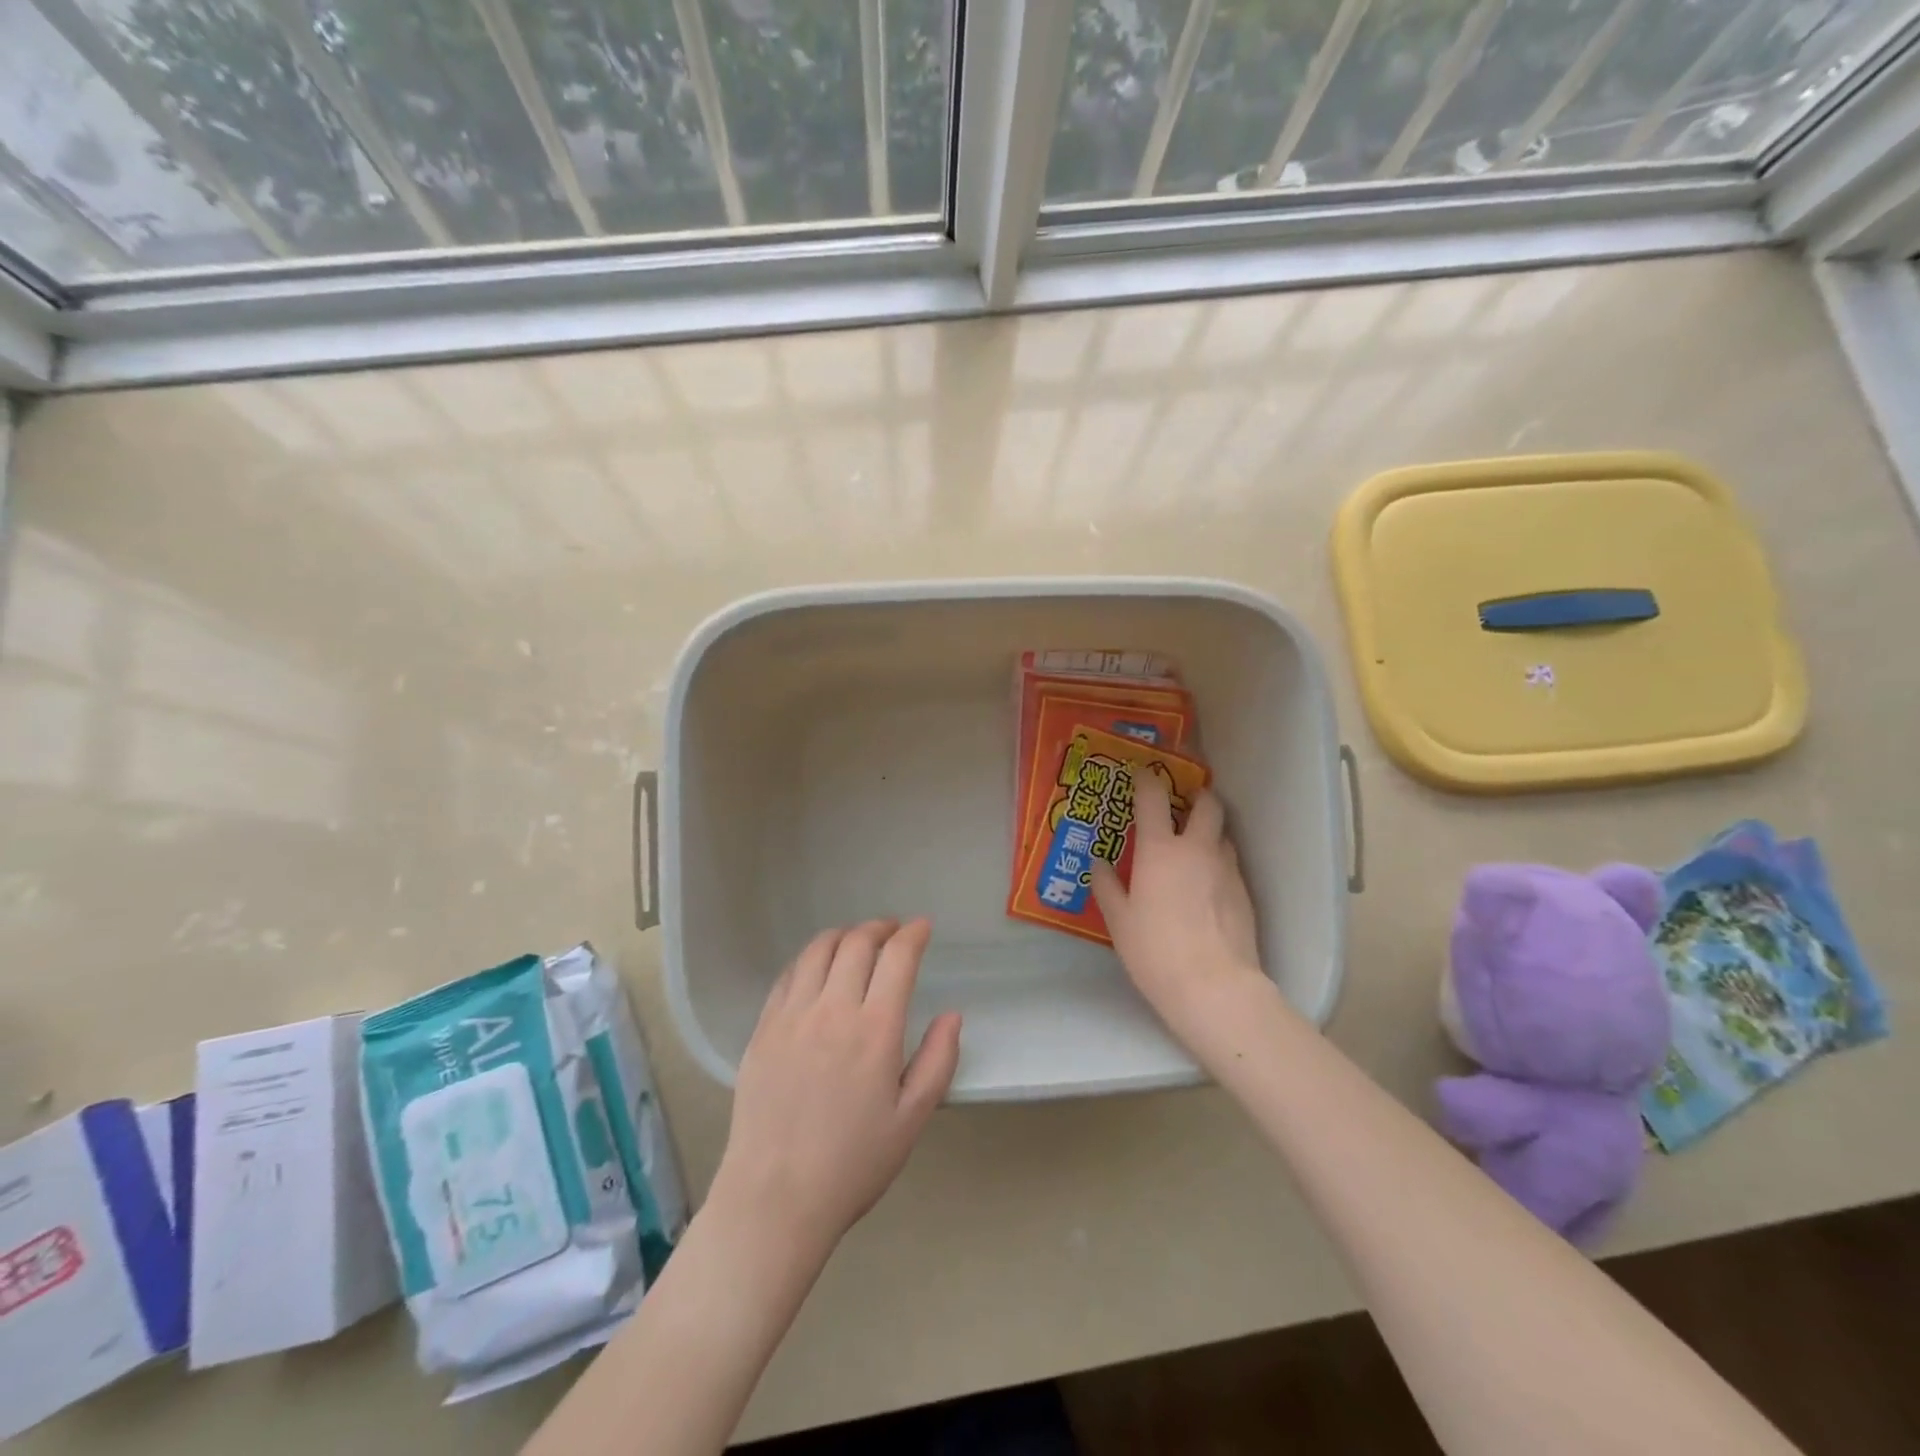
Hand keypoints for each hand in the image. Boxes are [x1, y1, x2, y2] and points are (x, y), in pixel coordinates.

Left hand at [711, 919, 961, 1260]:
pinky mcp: (763, 1028)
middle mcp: (832, 1010)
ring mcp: (792, 1016)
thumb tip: (952, 1015)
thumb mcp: (911, 1119)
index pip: (897, 958)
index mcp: (875, 1029)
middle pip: (857, 943)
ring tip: (857, 941)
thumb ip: (938, 1061)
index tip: (922, 927)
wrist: (775, 1197)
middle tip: (893, 931)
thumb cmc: (852, 1163)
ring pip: (818, 950)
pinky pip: (788, 975)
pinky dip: (809, 959)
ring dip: (843, 935)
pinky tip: (817, 969)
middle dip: (880, 927)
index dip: (913, 934)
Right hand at [1092, 773, 1264, 1037]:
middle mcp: (1197, 849)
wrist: (1214, 986)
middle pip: (1207, 803)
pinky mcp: (1245, 891)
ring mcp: (1226, 868)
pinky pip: (1229, 863)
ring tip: (1192, 847)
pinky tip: (1205, 885)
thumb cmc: (1155, 950)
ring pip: (1222, 833)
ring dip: (1208, 830)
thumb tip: (1098, 862)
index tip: (1142, 773)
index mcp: (1160, 850)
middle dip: (1196, 794)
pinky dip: (1216, 861)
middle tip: (1182, 802)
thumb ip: (1107, 885)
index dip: (1147, 780)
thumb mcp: (1119, 920)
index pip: (1153, 797)